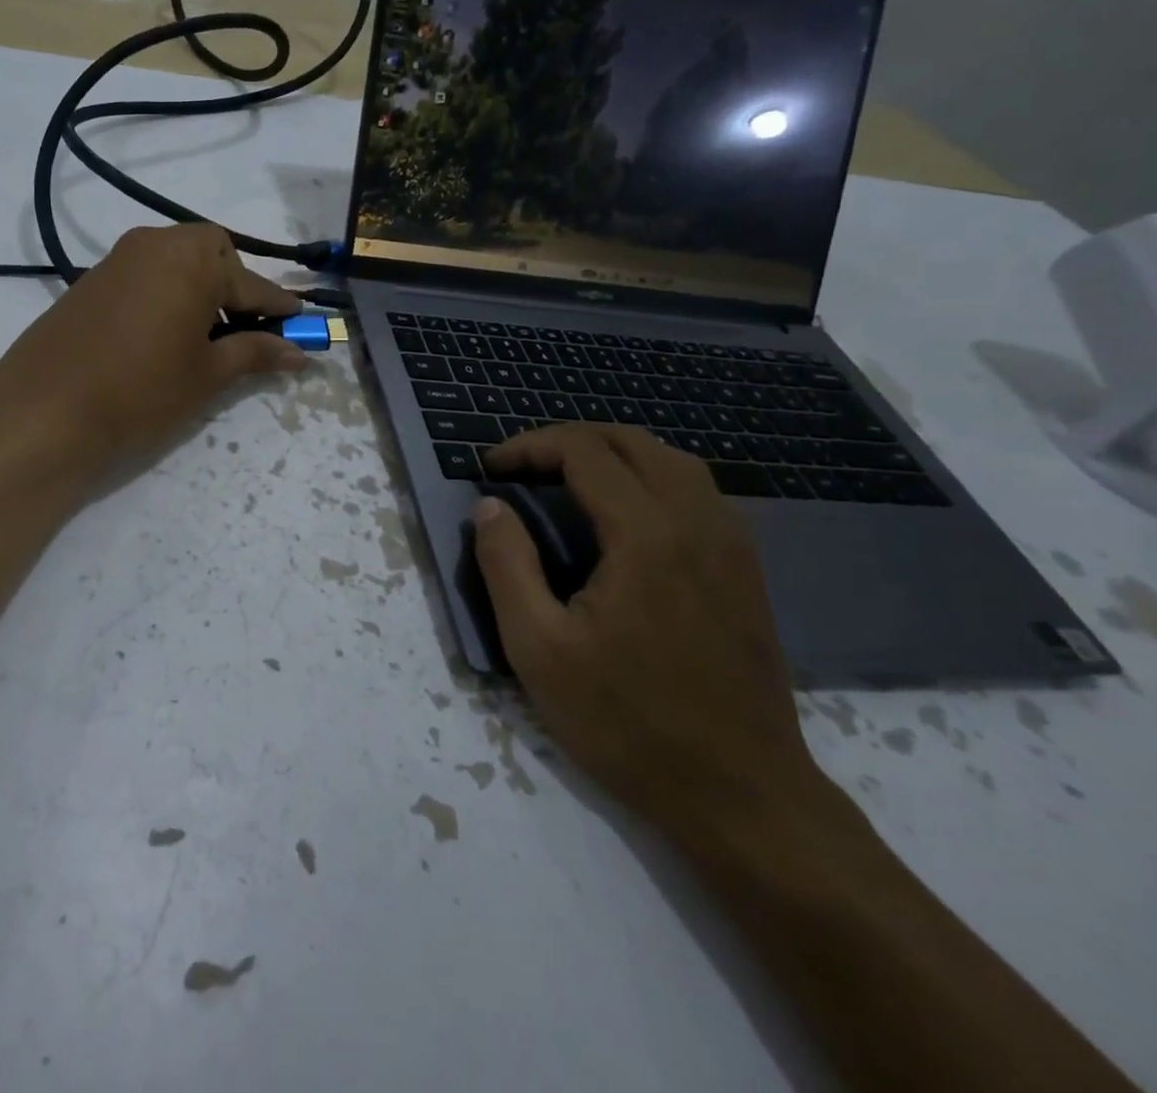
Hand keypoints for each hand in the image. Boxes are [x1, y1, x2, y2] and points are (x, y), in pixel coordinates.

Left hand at [0, 224, 309, 465]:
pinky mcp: (92, 278)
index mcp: (193, 259)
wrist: (45, 408)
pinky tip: (162, 334)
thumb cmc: (141, 390)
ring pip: (176, 262)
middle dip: (234, 287)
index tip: (304, 326)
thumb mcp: (206, 375)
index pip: (252, 284)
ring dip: (199, 290)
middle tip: (242, 332)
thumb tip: (299, 351)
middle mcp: (156, 244)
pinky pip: (146, 275)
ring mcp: (119, 258)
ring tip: (203, 339)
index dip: (281, 309)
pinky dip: (166, 294)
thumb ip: (255, 353)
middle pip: (212, 255)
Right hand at [473, 424, 824, 843]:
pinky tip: (626, 515)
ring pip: (675, 462)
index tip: (490, 468)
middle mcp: (697, 524)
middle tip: (524, 465)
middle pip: (634, 442)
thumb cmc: (627, 722)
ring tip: (568, 478)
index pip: (584, 452)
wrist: (742, 797)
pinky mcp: (746, 573)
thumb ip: (506, 565)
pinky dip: (652, 478)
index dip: (530, 446)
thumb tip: (489, 507)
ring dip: (614, 453)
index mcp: (646, 536)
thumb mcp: (538, 649)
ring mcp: (732, 547)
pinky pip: (699, 494)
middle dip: (570, 439)